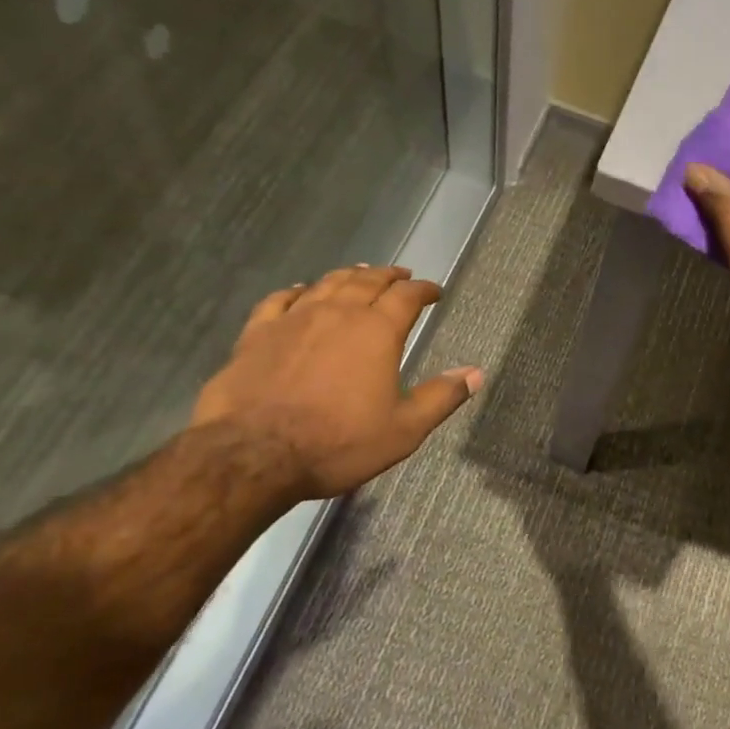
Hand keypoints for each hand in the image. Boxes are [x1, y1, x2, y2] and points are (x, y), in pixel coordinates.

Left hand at [191, 265, 481, 498]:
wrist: (254, 454)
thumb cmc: (338, 443)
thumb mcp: (404, 429)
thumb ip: (441, 397)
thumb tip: (476, 373)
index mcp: (378, 332)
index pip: (407, 297)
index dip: (424, 290)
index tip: (434, 291)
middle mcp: (338, 313)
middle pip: (367, 281)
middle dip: (388, 276)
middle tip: (401, 275)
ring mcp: (294, 319)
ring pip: (326, 284)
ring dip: (348, 276)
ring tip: (360, 273)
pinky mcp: (257, 333)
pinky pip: (279, 300)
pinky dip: (296, 291)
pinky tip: (298, 291)